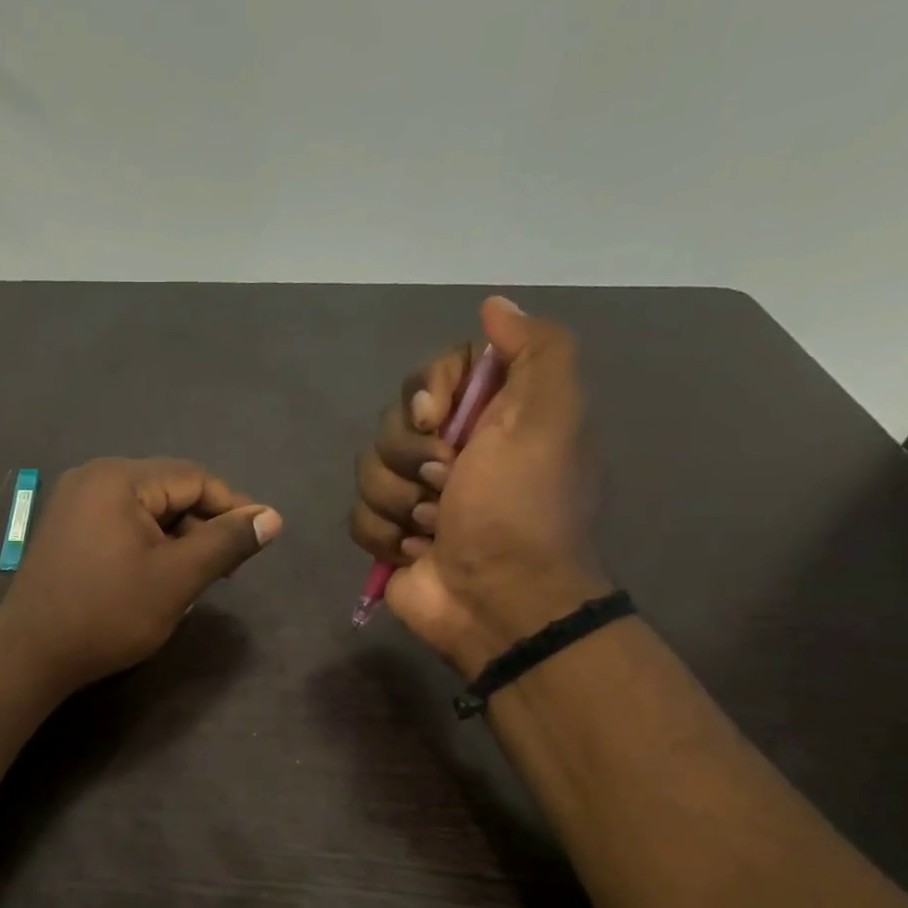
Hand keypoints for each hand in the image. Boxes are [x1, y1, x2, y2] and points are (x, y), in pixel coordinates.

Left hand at [0, 457, 282, 692]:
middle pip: (168, 490)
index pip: (193, 478)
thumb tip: (272, 517)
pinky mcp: (66, 527)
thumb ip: (227, 542)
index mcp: (118, 478)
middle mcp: (92, 477)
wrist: (30, 655)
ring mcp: (74, 502)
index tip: (259, 540)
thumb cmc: (108, 614)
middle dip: (203, 526)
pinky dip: (148, 544)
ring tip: (197, 578)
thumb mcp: (177, 578)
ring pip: (146, 509)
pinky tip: (159, 576)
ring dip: (177, 538)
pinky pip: (121, 523)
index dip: (232, 506)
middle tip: (227, 569)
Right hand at [349, 297, 607, 676]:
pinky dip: (385, 536)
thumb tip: (494, 305)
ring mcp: (415, 494)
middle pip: (392, 422)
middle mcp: (451, 449)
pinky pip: (357, 515)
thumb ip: (536, 352)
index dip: (427, 391)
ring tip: (434, 529)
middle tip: (446, 485)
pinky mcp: (389, 534)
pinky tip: (415, 553)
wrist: (498, 601)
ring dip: (399, 502)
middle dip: (412, 457)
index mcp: (490, 416)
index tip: (439, 419)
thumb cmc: (521, 509)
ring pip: (367, 470)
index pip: (433, 373)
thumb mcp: (550, 419)